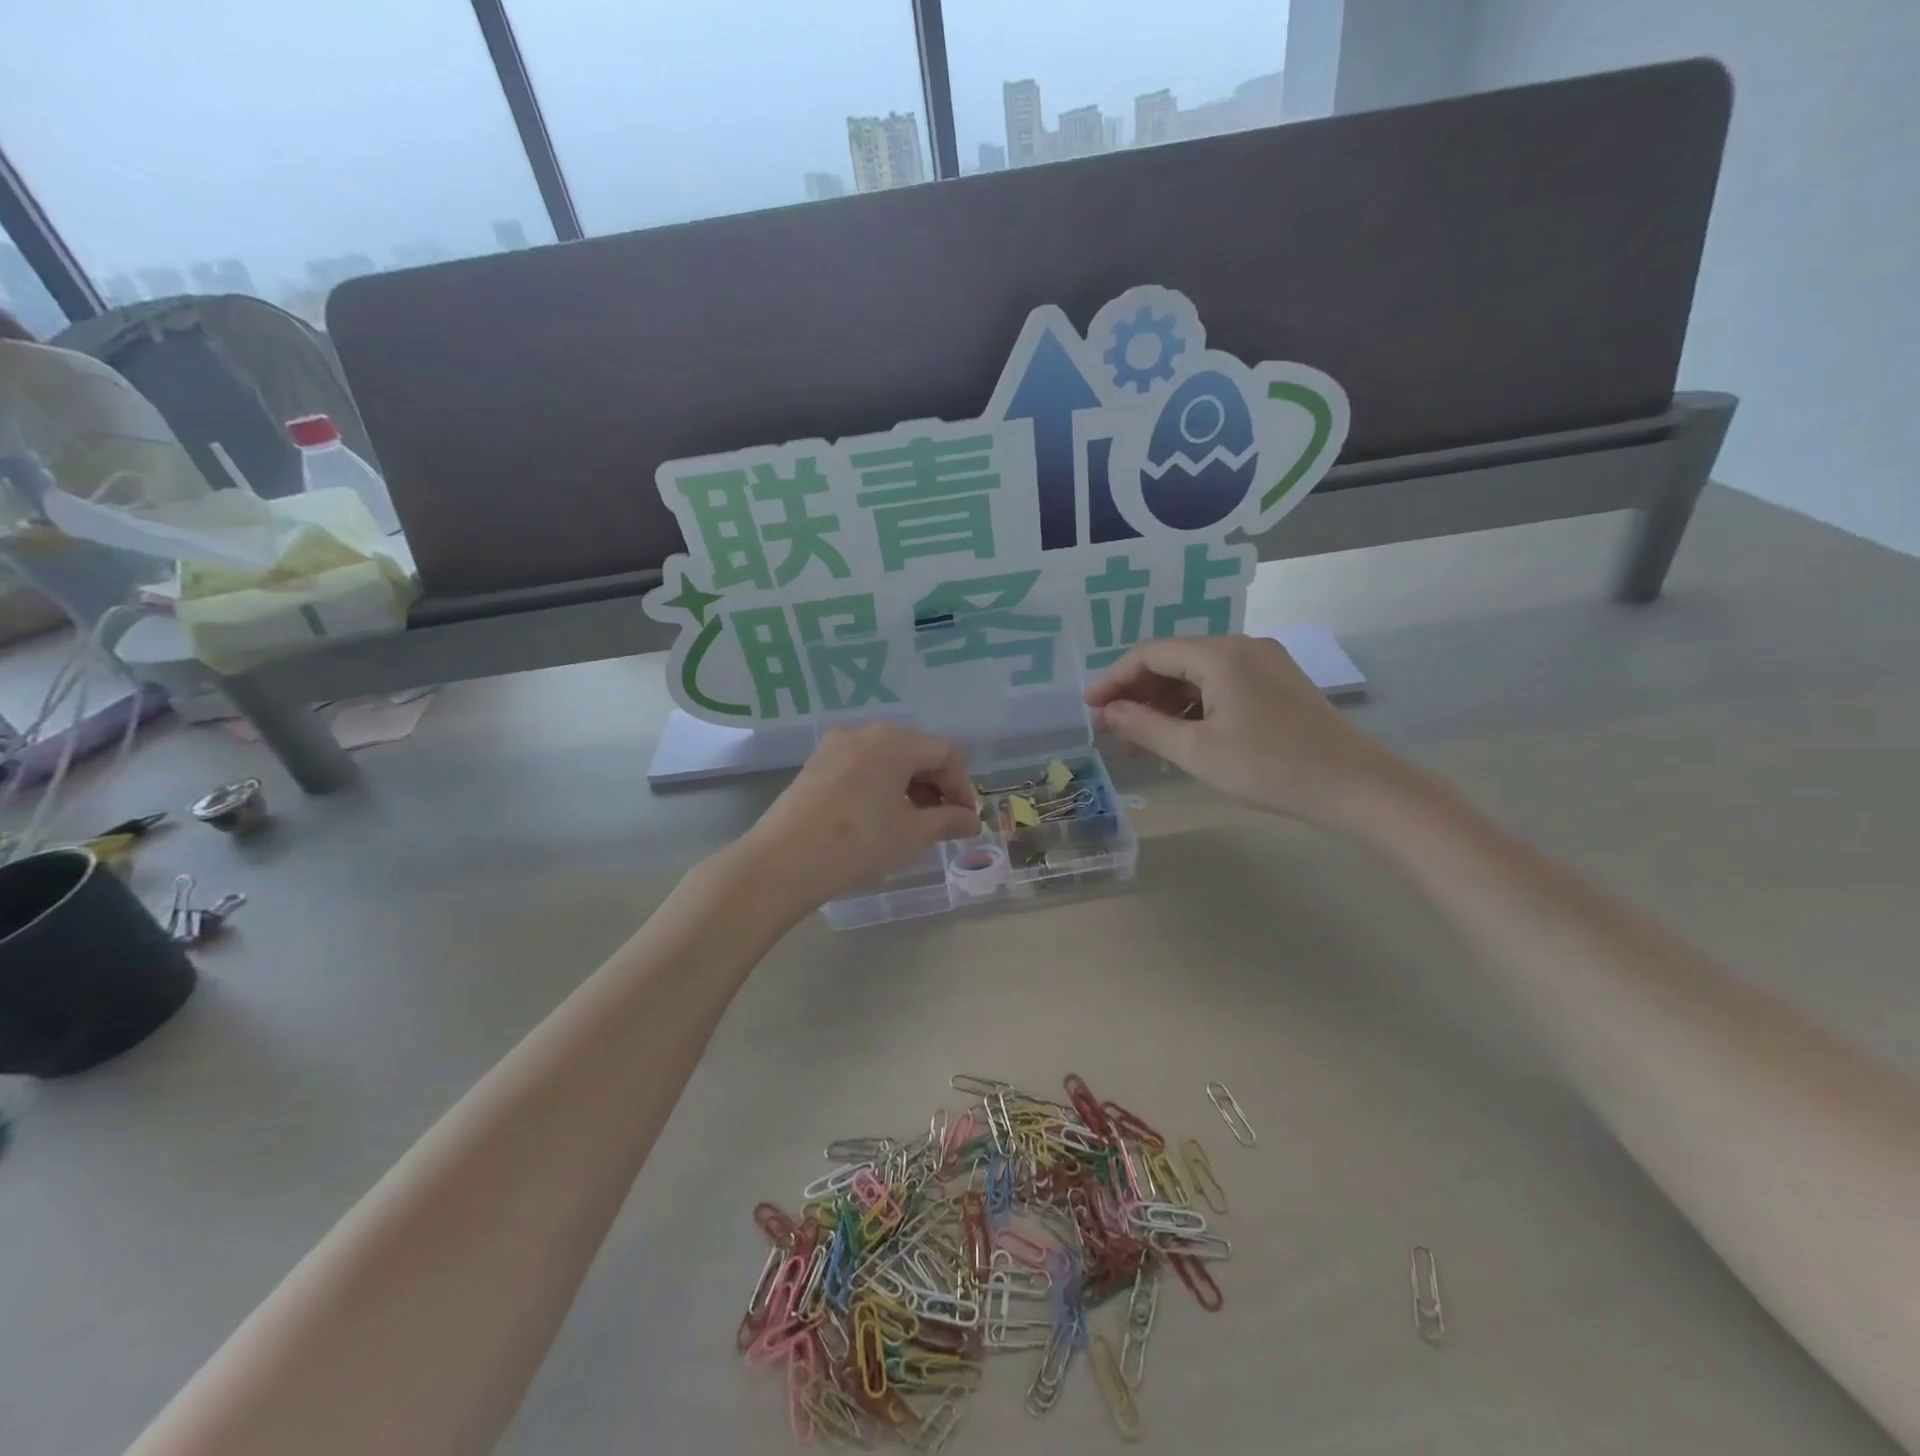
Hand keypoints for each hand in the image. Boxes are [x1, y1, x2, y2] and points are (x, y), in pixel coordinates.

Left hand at [733, 723, 978, 915]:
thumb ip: (948, 821)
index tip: (965, 821)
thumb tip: (971, 820)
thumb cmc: (857, 844)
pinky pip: (862, 766)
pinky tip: (880, 818)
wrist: (782, 862)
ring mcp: (836, 746)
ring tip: (913, 824)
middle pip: (917, 751)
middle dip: (937, 786)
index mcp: (895, 741)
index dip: (963, 786)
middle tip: (944, 823)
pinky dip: (882, 786)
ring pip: (888, 759)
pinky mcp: (816, 764)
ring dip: (910, 786)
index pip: (946, 754)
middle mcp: (866, 732)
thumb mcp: (912, 834)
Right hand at [1085, 635, 1403, 826]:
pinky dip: (1194, 707)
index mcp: (1220, 654)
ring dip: (1165, 704)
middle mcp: (1241, 647)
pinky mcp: (1277, 685)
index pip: (1150, 654)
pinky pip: (1221, 686)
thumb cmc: (1269, 767)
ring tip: (1143, 742)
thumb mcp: (1196, 751)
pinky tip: (1182, 737)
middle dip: (1138, 694)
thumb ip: (1144, 727)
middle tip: (1114, 732)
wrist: (1356, 787)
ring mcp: (1264, 664)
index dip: (1114, 679)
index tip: (1089, 709)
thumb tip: (1105, 713)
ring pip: (1197, 675)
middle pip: (1173, 660)